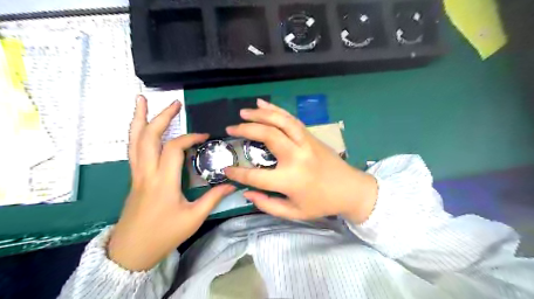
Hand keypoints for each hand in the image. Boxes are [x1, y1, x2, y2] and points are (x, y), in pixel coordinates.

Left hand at [106, 96, 233, 270]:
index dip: (191, 138)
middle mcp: (147, 173)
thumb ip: (213, 198)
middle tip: (174, 103)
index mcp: (163, 181)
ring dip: (138, 119)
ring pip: (133, 141)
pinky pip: (133, 150)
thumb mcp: (194, 218)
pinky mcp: (134, 177)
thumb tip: (232, 184)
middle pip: (148, 137)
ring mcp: (137, 174)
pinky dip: (136, 133)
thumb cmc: (164, 235)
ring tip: (141, 101)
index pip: (174, 148)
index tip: (205, 136)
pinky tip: (140, 127)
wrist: (132, 251)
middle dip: (161, 116)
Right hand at [223, 100, 376, 222]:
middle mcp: (296, 157)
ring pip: (280, 121)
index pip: (255, 175)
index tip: (226, 169)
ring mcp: (305, 143)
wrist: (351, 189)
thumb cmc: (322, 203)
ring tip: (244, 112)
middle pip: (267, 136)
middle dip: (246, 130)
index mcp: (290, 180)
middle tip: (230, 129)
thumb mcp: (294, 213)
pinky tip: (263, 104)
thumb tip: (246, 193)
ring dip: (260, 114)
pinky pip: (291, 119)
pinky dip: (276, 109)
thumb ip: (267, 205)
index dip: (238, 173)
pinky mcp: (311, 136)